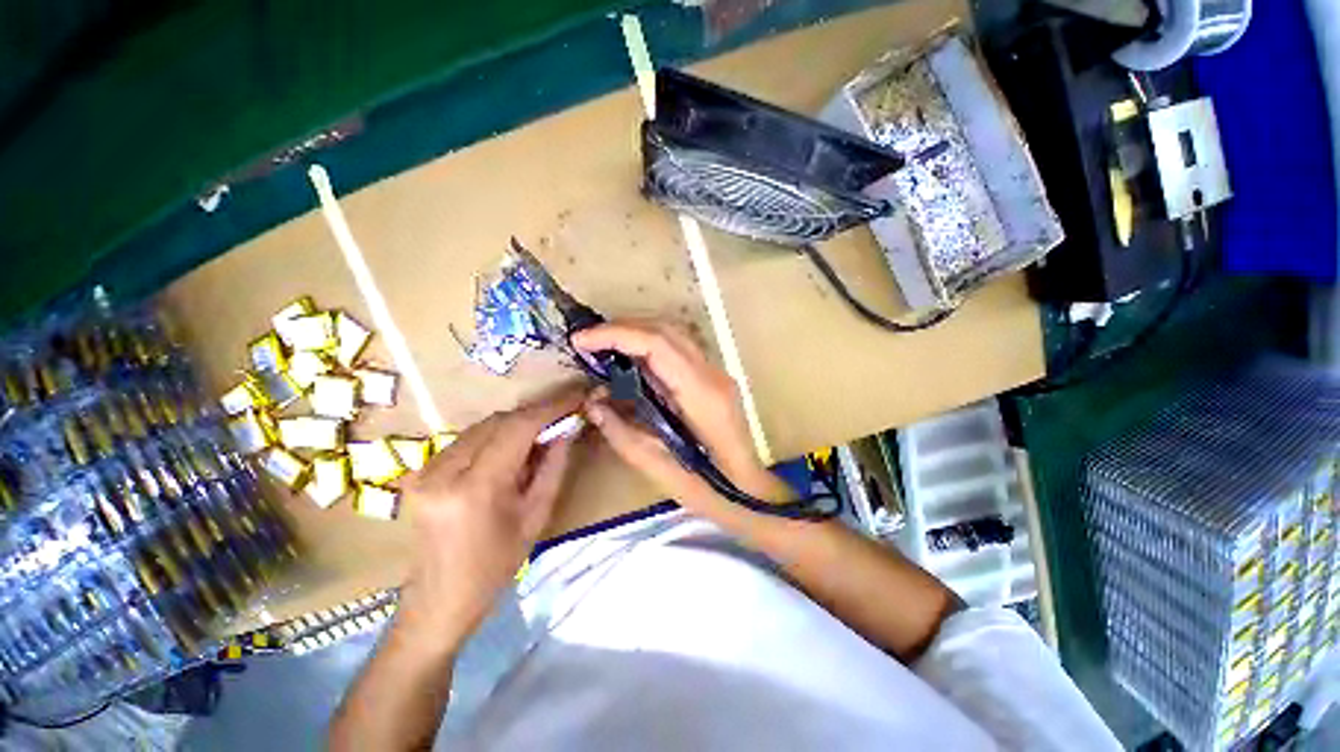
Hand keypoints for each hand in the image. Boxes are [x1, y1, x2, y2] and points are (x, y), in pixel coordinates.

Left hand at [395, 386, 586, 646]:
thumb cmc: (497, 565)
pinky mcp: (421, 470)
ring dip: (517, 423)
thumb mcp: (537, 516)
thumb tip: (568, 428)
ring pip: (483, 425)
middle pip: (499, 421)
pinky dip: (498, 435)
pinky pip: (469, 438)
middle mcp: (444, 471)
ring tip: (543, 431)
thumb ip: (554, 466)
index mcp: (476, 489)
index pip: (517, 428)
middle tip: (565, 413)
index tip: (577, 395)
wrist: (440, 599)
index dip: (551, 407)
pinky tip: (513, 448)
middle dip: (536, 413)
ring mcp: (426, 469)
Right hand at [572, 321, 791, 522]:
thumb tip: (593, 402)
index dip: (616, 334)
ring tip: (602, 346)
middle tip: (587, 342)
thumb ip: (621, 432)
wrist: (752, 494)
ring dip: (635, 333)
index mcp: (701, 394)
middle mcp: (712, 374)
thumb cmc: (711, 491)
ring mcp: (716, 374)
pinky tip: (629, 361)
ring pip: (673, 334)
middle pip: (666, 329)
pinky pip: (678, 350)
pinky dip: (649, 346)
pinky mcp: (713, 379)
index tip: (580, 341)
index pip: (657, 344)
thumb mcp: (657, 468)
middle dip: (622, 328)